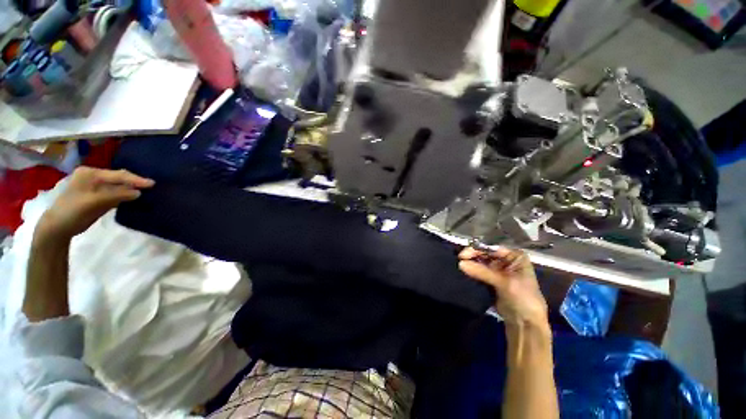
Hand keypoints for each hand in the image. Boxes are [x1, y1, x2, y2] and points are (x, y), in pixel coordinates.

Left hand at [36, 167, 154, 240]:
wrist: (58, 227)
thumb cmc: (72, 211)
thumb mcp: (93, 202)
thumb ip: (115, 195)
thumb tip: (138, 192)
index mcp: (90, 173)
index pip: (117, 175)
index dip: (135, 179)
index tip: (152, 183)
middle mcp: (94, 177)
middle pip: (119, 178)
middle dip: (134, 182)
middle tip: (152, 186)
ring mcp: (97, 187)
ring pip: (119, 185)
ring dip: (132, 188)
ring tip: (147, 191)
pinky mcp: (100, 196)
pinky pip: (116, 193)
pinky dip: (127, 194)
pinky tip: (136, 196)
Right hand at [459, 247, 548, 328]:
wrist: (525, 322)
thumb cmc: (522, 298)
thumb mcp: (504, 282)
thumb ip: (482, 271)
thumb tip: (460, 263)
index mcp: (515, 257)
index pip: (492, 248)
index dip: (477, 249)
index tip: (463, 255)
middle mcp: (506, 260)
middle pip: (485, 253)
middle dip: (472, 255)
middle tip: (460, 259)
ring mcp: (498, 270)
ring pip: (481, 262)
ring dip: (471, 263)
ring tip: (460, 265)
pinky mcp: (491, 280)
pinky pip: (479, 271)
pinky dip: (472, 270)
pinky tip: (464, 270)